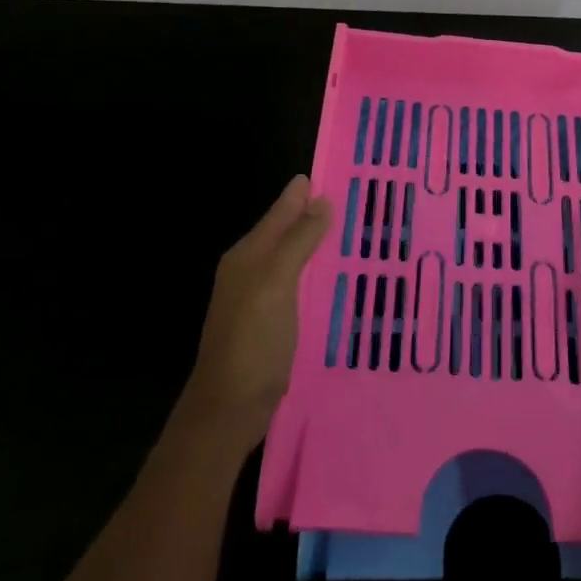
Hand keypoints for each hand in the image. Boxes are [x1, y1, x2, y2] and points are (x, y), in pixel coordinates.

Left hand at [179, 175, 331, 452]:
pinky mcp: (272, 322)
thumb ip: (298, 242)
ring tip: (352, 230)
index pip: (280, 213)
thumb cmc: (252, 341)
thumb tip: (320, 200)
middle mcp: (251, 271)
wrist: (228, 409)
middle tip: (352, 196)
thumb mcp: (276, 284)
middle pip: (285, 233)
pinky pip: (299, 284)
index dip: (302, 193)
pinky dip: (316, 272)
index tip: (332, 170)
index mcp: (248, 255)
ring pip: (292, 258)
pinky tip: (337, 276)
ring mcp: (260, 298)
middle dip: (312, 213)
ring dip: (316, 242)